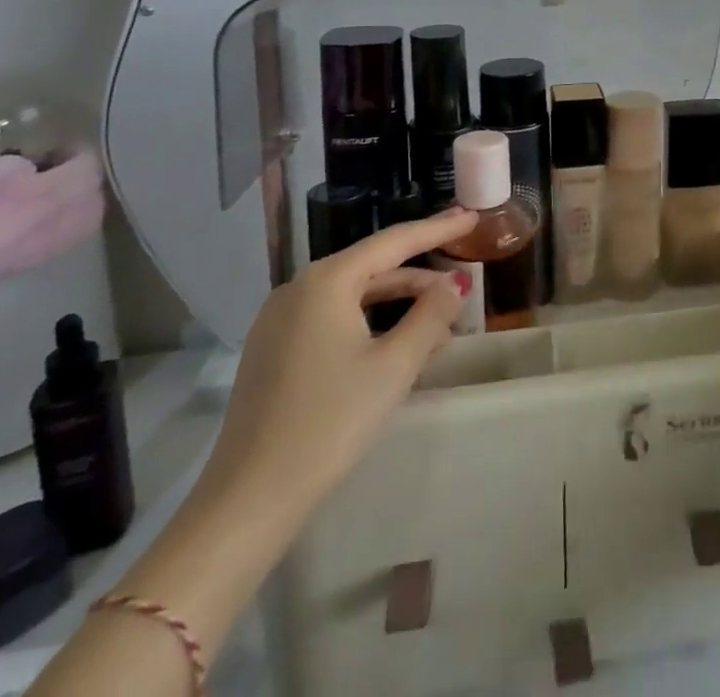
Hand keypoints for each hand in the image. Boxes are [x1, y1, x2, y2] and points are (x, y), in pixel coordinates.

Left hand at [195, 208, 478, 516]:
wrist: (249, 500)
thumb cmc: (330, 421)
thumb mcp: (394, 365)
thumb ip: (431, 315)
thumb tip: (455, 282)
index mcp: (326, 281)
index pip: (394, 241)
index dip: (437, 229)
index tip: (470, 218)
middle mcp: (299, 289)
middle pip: (373, 267)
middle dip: (421, 275)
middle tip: (463, 278)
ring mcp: (280, 321)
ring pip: (354, 296)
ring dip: (400, 304)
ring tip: (442, 321)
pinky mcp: (274, 351)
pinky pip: (333, 319)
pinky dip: (371, 322)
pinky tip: (399, 344)